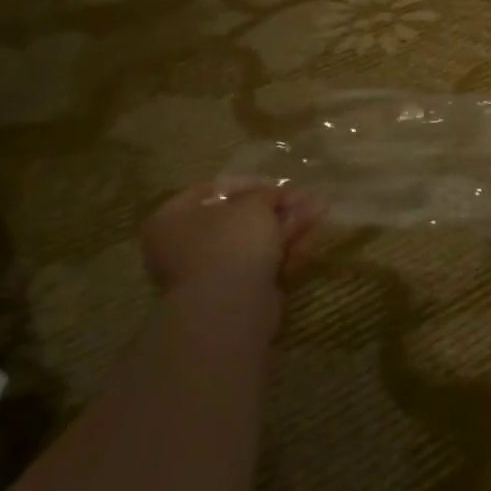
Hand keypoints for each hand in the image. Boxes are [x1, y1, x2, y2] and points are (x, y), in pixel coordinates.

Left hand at [141, 182, 315, 315]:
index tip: (275, 184)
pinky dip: (286, 250)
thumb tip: (277, 193)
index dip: (246, 184)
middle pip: (236, 219)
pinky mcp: (235, 292)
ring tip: (320, 211)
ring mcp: (211, 272)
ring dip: (287, 226)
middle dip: (275, 208)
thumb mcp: (252, 204)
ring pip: (255, 242)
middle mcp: (184, 247)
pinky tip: (313, 238)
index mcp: (171, 220)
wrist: (230, 306)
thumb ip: (266, 194)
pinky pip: (262, 264)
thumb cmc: (231, 243)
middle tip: (304, 197)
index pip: (209, 192)